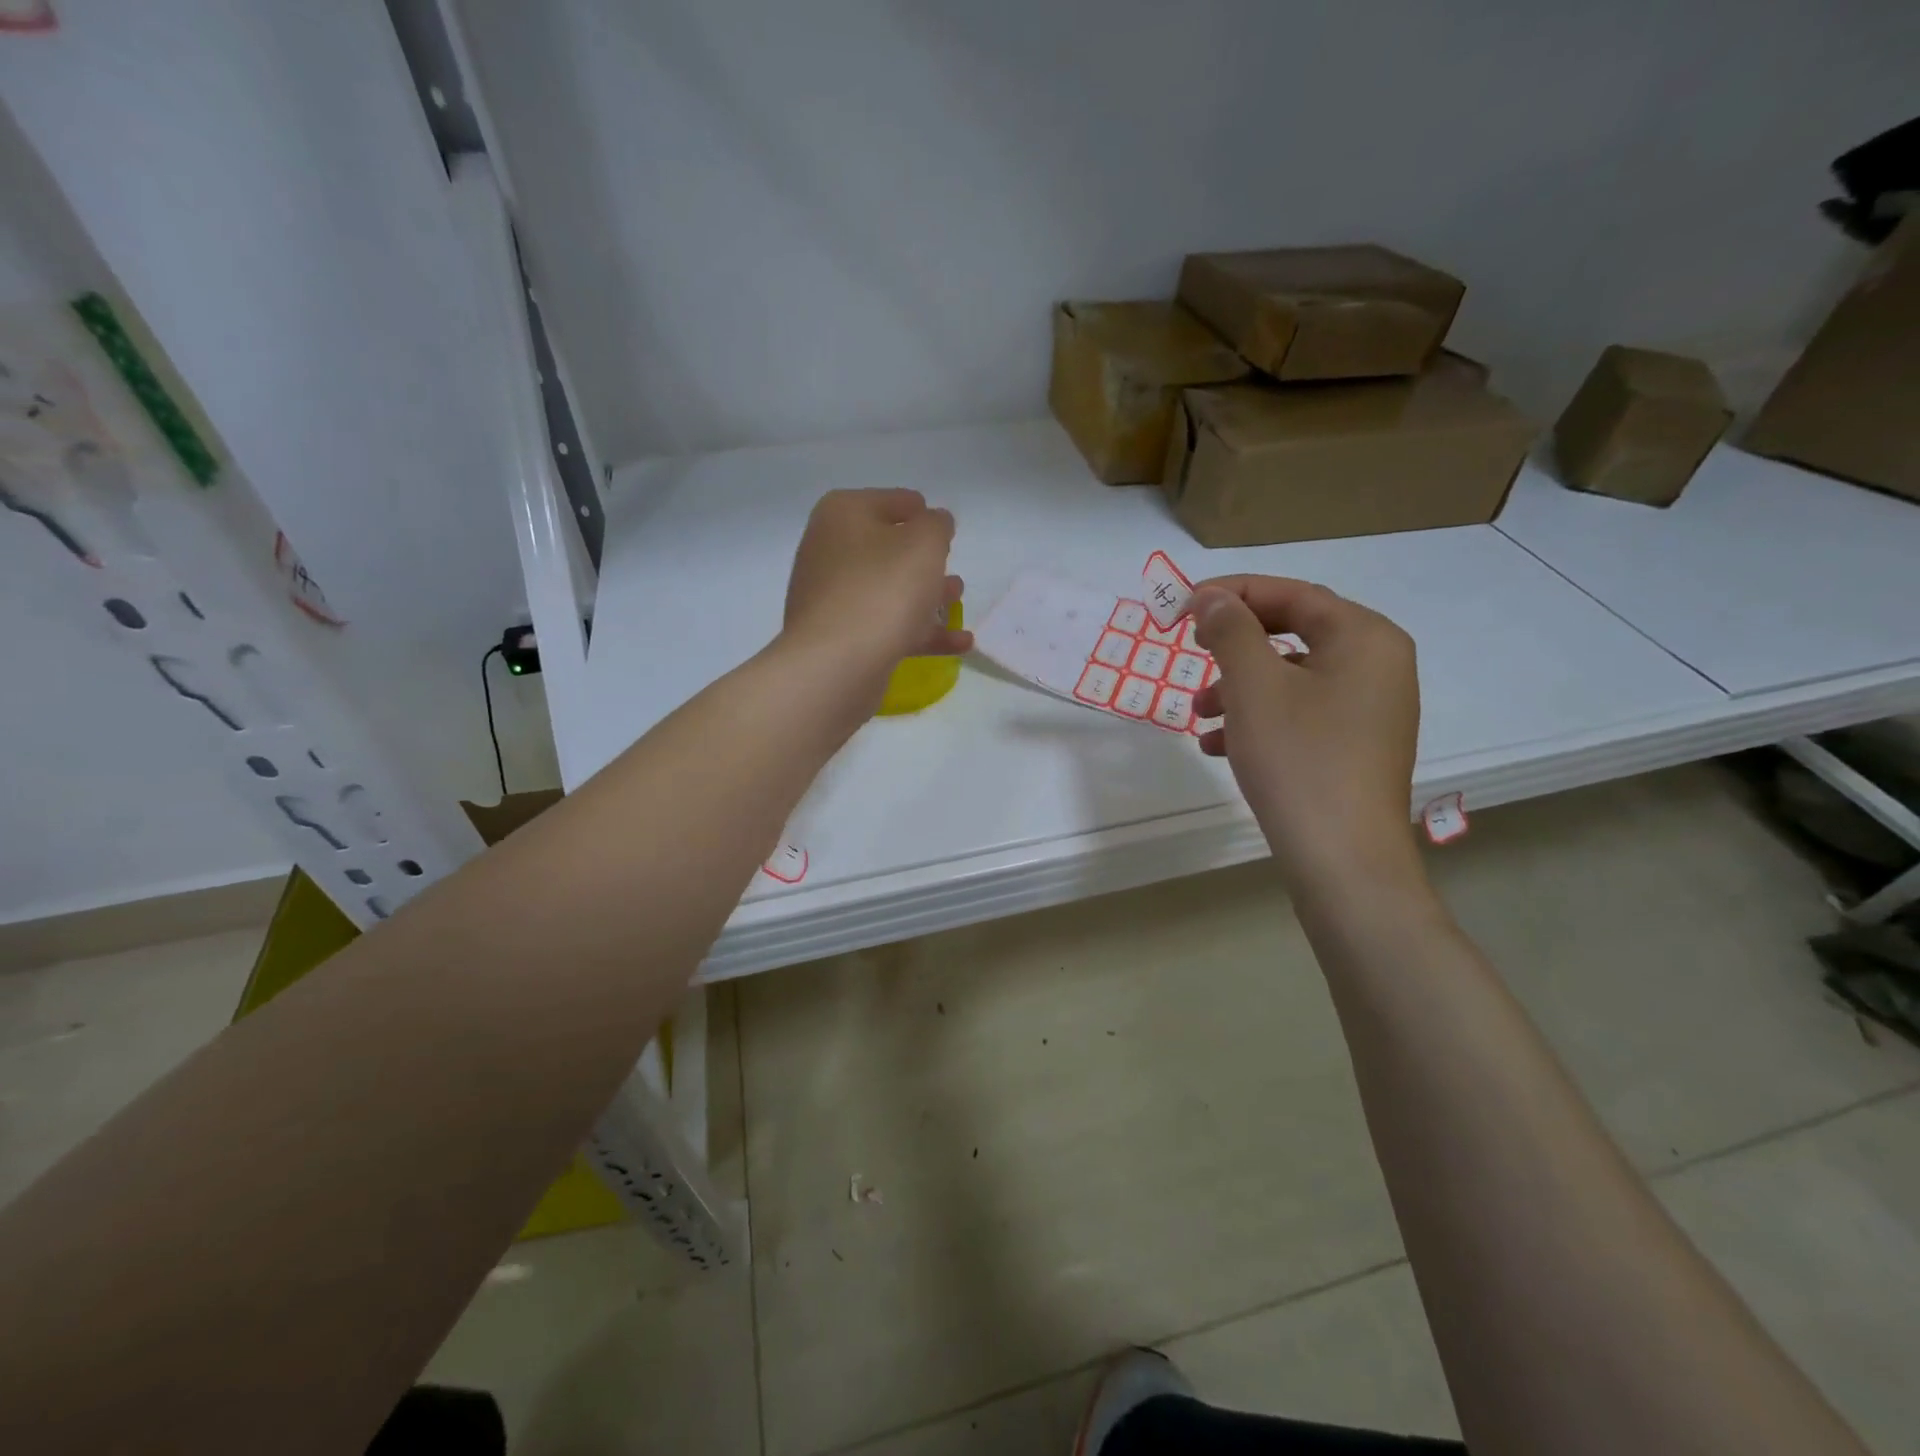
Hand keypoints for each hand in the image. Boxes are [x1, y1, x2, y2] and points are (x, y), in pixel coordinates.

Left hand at [782, 487, 970, 687]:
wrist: (835, 664)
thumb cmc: (883, 589)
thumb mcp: (925, 542)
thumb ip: (937, 525)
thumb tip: (934, 523)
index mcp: (843, 514)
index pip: (892, 501)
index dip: (922, 512)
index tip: (945, 530)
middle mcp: (830, 550)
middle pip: (886, 547)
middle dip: (923, 558)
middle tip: (950, 566)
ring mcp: (832, 597)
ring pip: (888, 590)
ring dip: (925, 594)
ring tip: (957, 599)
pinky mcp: (840, 638)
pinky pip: (887, 627)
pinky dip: (921, 631)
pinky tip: (959, 643)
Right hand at [1189, 576, 1421, 891]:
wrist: (1343, 860)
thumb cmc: (1298, 760)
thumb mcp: (1254, 687)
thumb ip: (1230, 630)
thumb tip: (1212, 597)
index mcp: (1364, 637)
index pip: (1292, 593)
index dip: (1233, 592)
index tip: (1183, 606)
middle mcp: (1378, 664)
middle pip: (1293, 633)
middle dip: (1234, 645)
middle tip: (1190, 650)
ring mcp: (1371, 708)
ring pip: (1292, 677)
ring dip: (1239, 687)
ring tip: (1198, 714)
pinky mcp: (1357, 746)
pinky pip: (1301, 713)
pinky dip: (1259, 719)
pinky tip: (1218, 745)